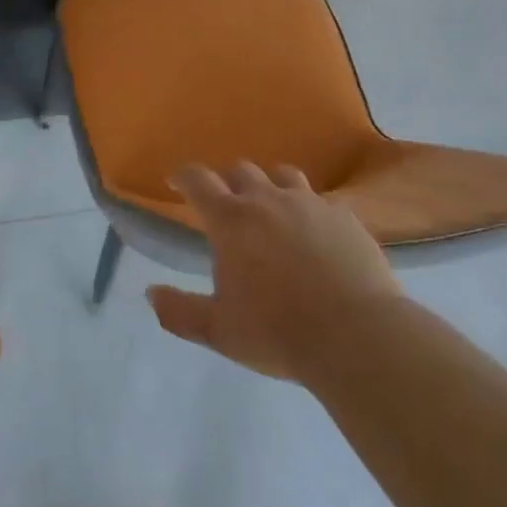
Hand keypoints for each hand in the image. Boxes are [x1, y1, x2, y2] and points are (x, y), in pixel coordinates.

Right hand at [148, 163, 401, 381]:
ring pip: (284, 176)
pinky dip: (309, 209)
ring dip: (270, 186)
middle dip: (228, 182)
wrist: (356, 335)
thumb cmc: (277, 332)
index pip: (198, 181)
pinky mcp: (345, 217)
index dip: (183, 176)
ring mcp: (311, 203)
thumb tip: (151, 293)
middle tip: (226, 205)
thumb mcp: (219, 331)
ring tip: (271, 208)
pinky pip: (321, 200)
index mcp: (231, 220)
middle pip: (242, 171)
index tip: (176, 181)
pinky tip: (314, 233)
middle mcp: (268, 200)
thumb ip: (179, 312)